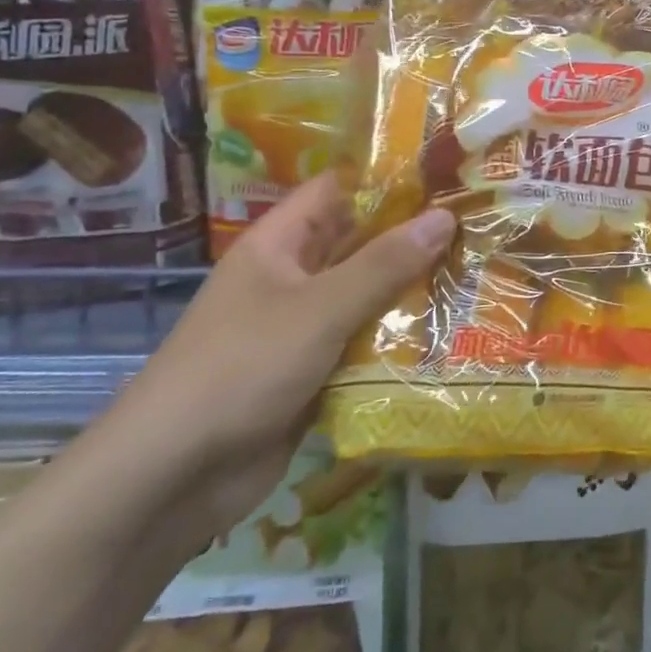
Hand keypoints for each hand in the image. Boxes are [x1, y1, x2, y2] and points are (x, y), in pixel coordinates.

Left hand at [97, 175, 454, 542]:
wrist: (174, 477)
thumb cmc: (242, 368)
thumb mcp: (319, 309)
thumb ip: (383, 265)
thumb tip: (445, 217)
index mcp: (279, 244)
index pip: (337, 191)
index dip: (386, 178)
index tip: (446, 174)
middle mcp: (291, 278)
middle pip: (357, 244)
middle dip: (411, 238)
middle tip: (477, 227)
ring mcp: (301, 328)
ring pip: (364, 297)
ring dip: (410, 292)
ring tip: (476, 274)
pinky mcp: (312, 373)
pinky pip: (361, 344)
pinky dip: (396, 340)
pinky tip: (448, 333)